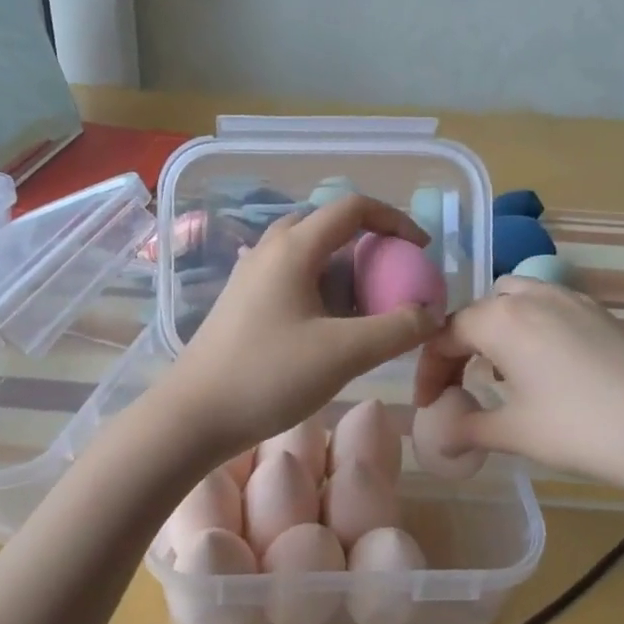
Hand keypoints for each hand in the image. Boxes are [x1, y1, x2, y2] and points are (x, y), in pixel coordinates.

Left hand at [160, 195, 441, 461]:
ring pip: (309, 257)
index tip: (420, 251)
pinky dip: (321, 292)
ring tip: (365, 313)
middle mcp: (269, 251)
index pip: (352, 208)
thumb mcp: (344, 354)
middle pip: (329, 229)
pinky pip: (291, 280)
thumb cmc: (267, 376)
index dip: (395, 220)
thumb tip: (431, 313)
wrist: (192, 415)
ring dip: (344, 274)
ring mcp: (250, 276)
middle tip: (392, 284)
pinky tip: (328, 331)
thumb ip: (397, 329)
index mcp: (293, 248)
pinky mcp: (242, 303)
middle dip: (369, 249)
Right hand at [414, 277, 623, 511]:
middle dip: (460, 347)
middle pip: (478, 312)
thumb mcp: (514, 433)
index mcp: (501, 319)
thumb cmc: (581, 428)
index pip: (445, 335)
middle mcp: (533, 296)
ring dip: (496, 332)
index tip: (427, 404)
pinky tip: (545, 371)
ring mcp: (573, 300)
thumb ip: (466, 429)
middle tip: (458, 386)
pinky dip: (531, 331)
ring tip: (499, 375)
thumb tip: (437, 441)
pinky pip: (549, 309)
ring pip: (516, 301)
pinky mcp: (603, 314)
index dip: (428, 370)